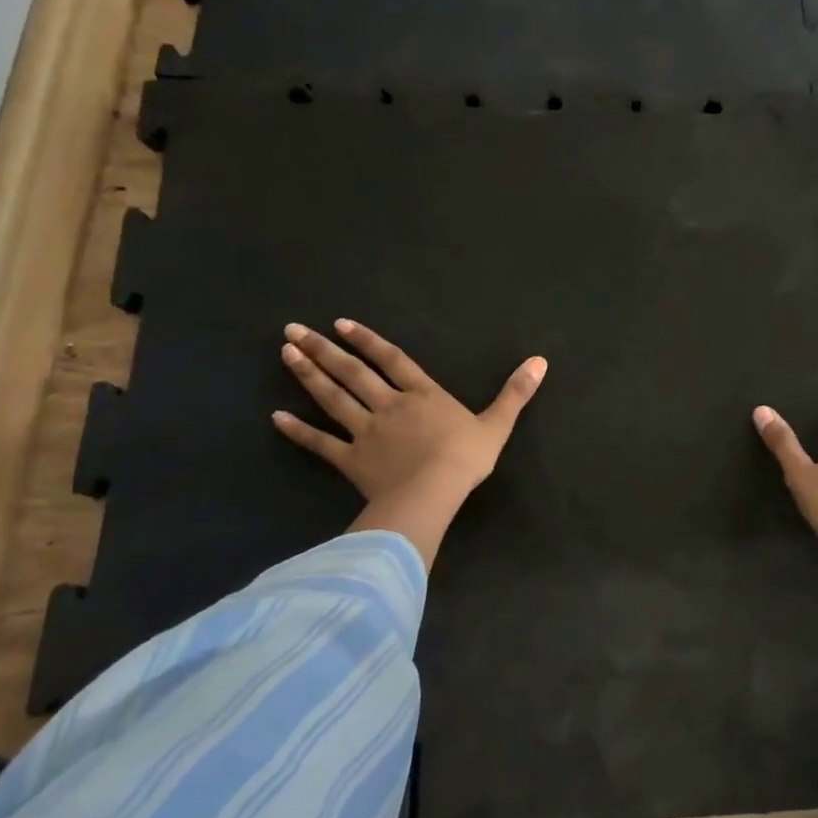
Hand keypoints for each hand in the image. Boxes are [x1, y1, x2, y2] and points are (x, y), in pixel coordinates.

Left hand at [273, 319, 545, 566]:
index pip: (392, 360)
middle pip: (353, 373)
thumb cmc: (466, 458)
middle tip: (293, 329)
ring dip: (308, 375)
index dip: (368, 341)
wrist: (434, 493)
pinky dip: (299, 431)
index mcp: (423, 395)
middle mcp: (389, 405)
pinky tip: (277, 418)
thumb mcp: (498, 423)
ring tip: (286, 353)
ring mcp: (366, 432)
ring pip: (332, 398)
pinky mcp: (351, 460)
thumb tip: (540, 360)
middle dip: (324, 349)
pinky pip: (321, 444)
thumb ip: (516, 392)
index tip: (340, 323)